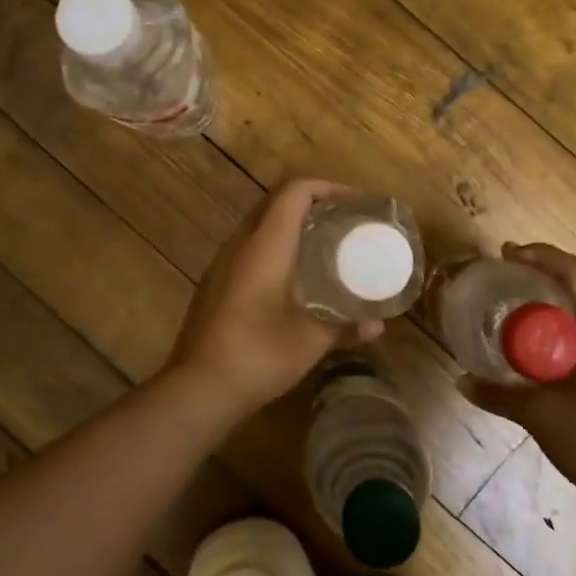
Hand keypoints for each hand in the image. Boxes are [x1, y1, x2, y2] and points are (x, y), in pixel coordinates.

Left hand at [164, 179, 382, 419]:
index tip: (353, 204)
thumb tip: (377, 326)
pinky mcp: (214, 284)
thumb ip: (346, 327)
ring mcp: (221, 263)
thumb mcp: (311, 341)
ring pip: (258, 225)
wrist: (198, 387)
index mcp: (266, 244)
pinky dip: (273, 247)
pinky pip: (247, 248)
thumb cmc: (259, 353)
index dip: (326, 188)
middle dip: (310, 204)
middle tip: (341, 223)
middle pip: (275, 202)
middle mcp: (240, 244)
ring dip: (289, 226)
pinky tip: (290, 278)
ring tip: (321, 247)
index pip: (294, 191)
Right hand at [456, 243, 575, 497]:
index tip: (508, 254)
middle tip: (504, 277)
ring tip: (515, 307)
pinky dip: (562, 328)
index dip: (542, 255)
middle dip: (543, 275)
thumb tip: (461, 380)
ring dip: (553, 302)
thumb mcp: (540, 416)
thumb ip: (498, 395)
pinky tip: (538, 348)